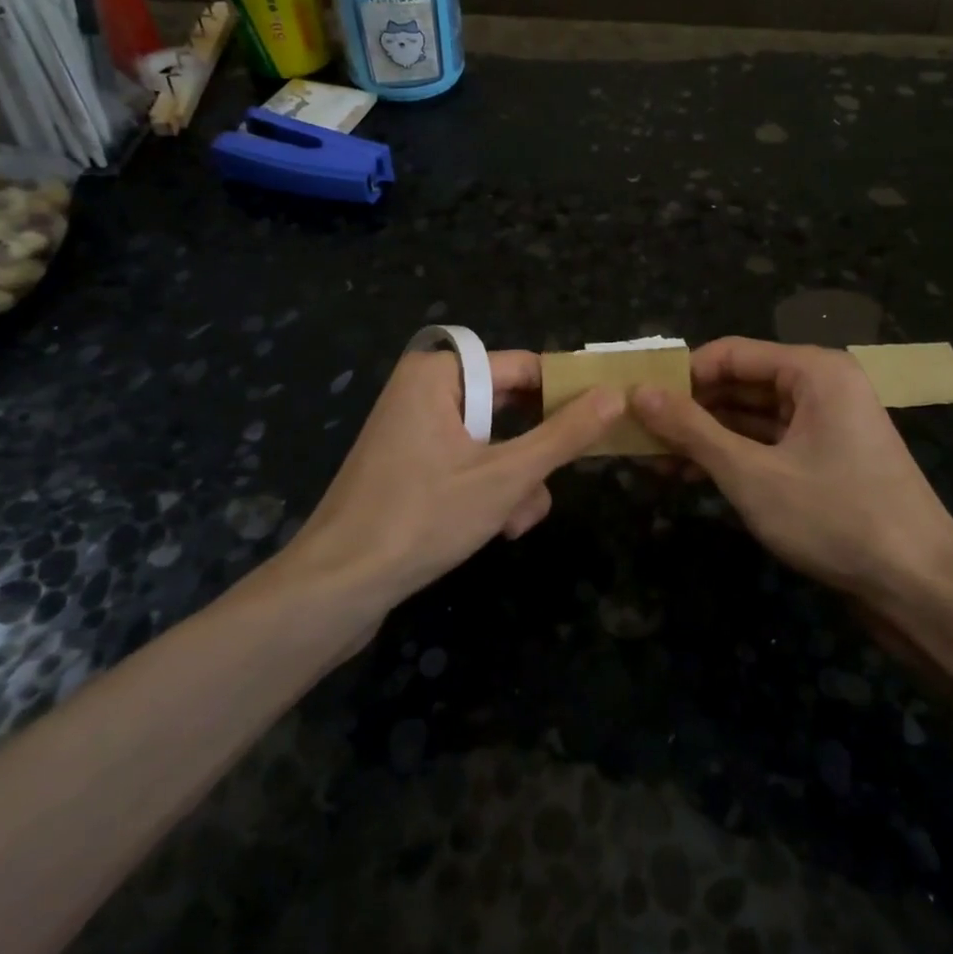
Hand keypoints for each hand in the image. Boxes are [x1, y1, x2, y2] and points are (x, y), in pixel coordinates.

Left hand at [282, 349, 623, 609]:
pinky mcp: (409, 463)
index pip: (523, 368)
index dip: (566, 394)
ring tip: (517, 522)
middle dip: (535, 453)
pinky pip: (465, 460)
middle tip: (557, 482)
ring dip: (516, 479)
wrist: (337, 586)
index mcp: (439, 374)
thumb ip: (563, 435)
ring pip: (492, 441)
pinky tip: (499, 527)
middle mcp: (424, 390)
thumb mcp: (506, 476)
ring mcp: (413, 428)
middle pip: (508, 407)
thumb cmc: (423, 517)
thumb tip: (615, 395)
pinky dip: (488, 489)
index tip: (604, 422)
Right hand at [631, 337, 952, 601]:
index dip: (681, 376)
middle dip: (690, 410)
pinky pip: (769, 443)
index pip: (730, 353)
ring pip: (752, 417)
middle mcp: (822, 386)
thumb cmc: (836, 518)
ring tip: (654, 461)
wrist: (921, 587)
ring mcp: (827, 424)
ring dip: (706, 437)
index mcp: (813, 370)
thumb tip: (638, 393)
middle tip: (638, 436)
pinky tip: (693, 476)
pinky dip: (733, 456)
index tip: (636, 402)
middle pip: (740, 383)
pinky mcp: (827, 458)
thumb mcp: (751, 473)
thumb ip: (692, 430)